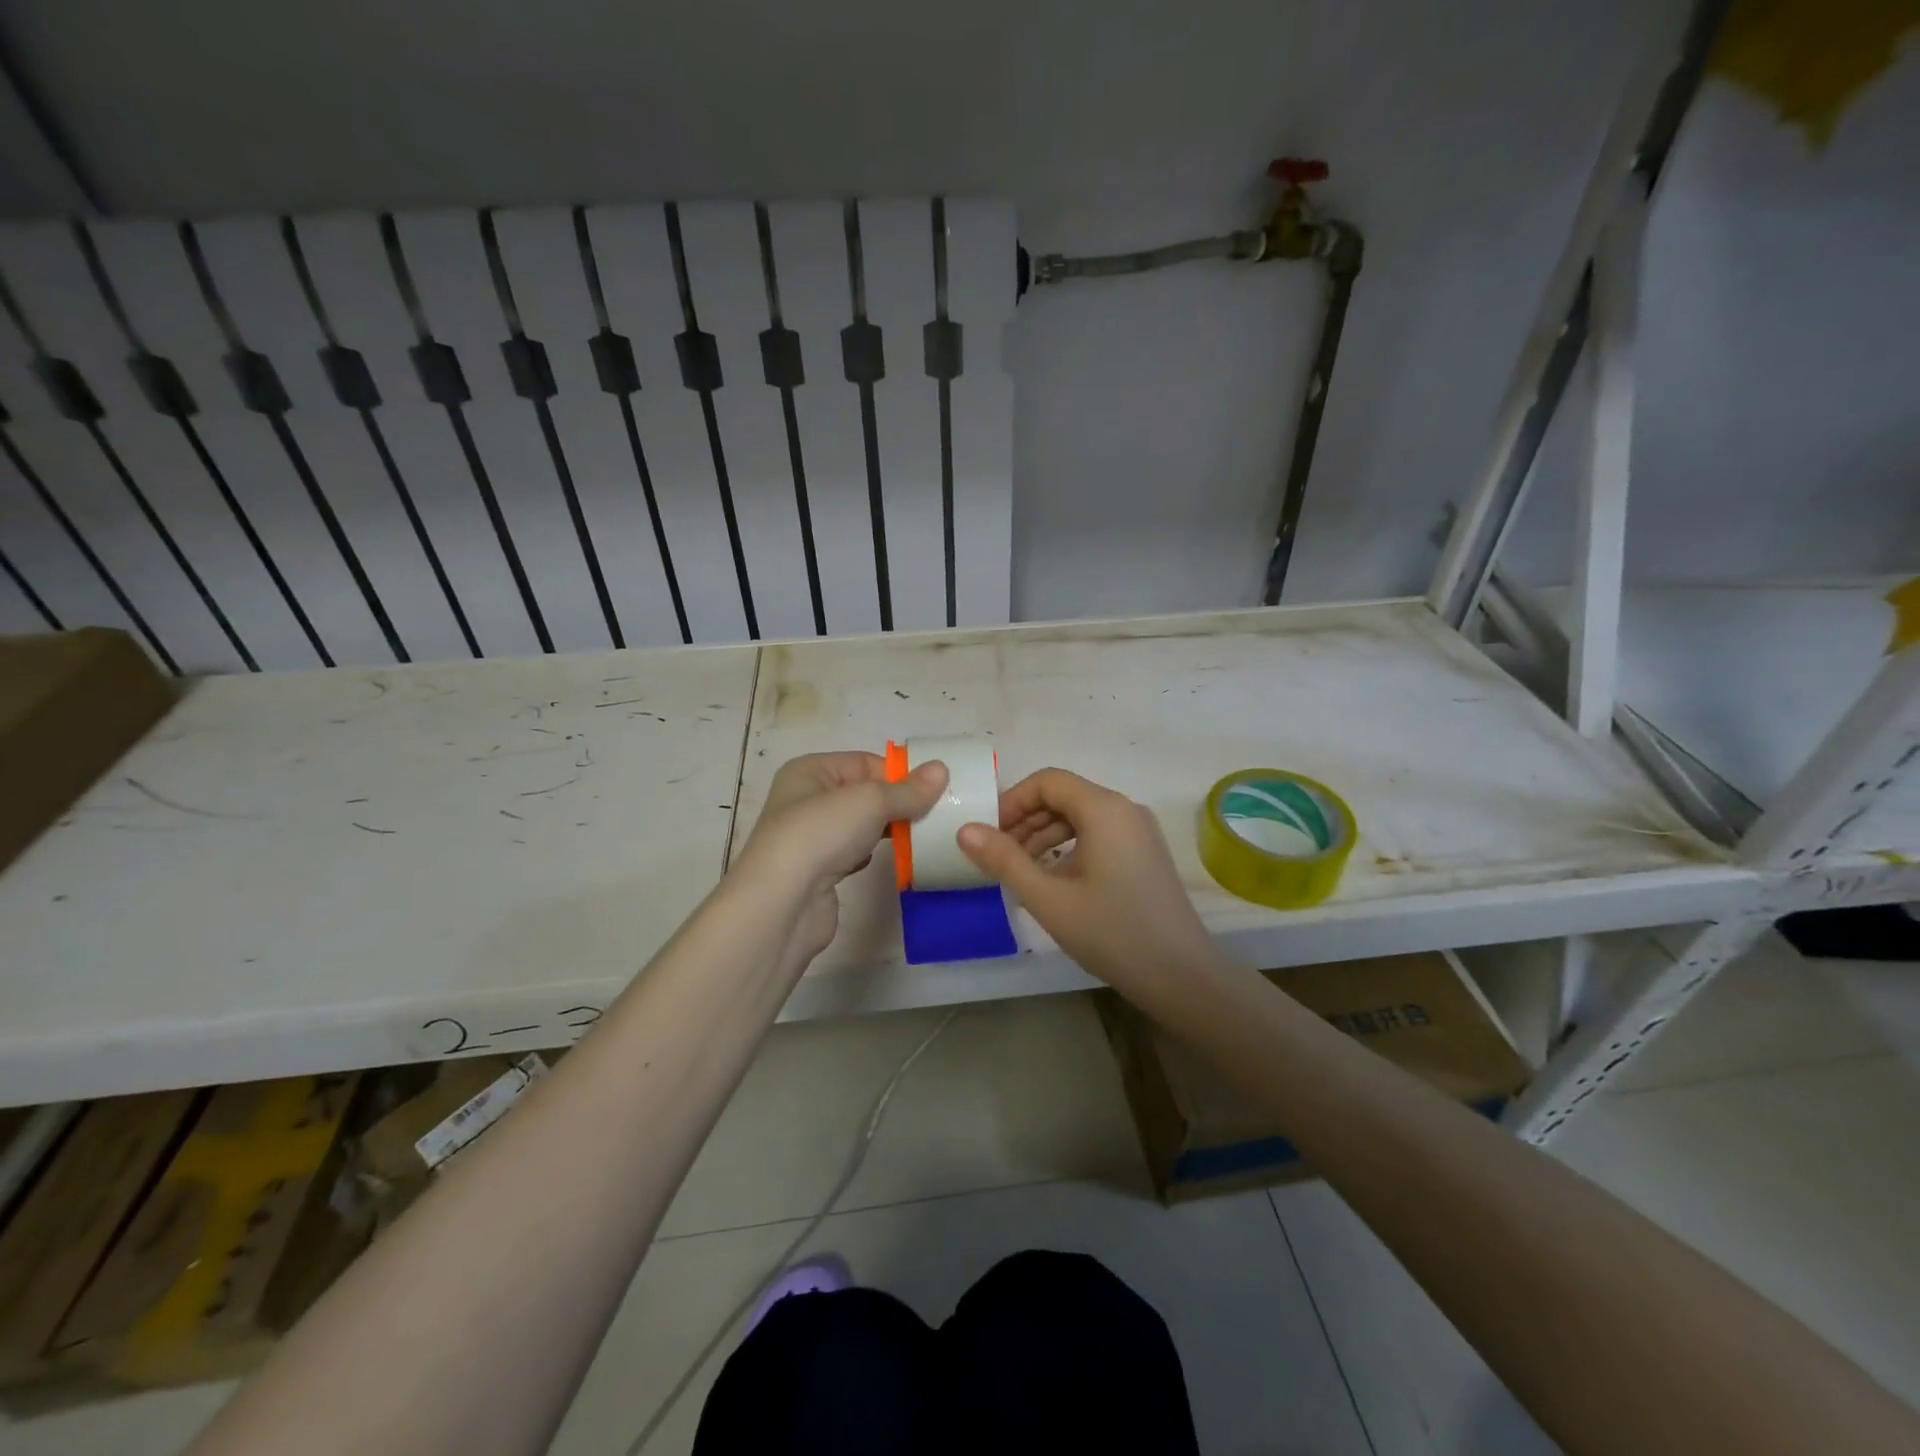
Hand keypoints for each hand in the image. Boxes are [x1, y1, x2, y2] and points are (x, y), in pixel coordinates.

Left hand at [736, 751, 947, 965]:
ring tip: (920, 836)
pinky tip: (890, 861)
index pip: (865, 762)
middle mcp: (805, 799)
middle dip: (897, 803)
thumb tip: (942, 769)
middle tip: (935, 814)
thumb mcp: (870, 801)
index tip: (934, 791)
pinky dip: (872, 854)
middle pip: (863, 793)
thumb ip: (908, 789)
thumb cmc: (821, 834)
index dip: (899, 774)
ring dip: (889, 830)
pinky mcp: (818, 871)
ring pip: (860, 824)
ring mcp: (810, 837)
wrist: (783, 903)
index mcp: (810, 771)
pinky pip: (854, 853)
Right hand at [957, 768, 1218, 993]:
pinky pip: (1099, 833)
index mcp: (1104, 809)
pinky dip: (1069, 846)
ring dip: (1045, 834)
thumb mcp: (1047, 898)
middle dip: (1026, 820)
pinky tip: (1053, 879)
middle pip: (1065, 796)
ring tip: (1020, 871)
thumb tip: (964, 830)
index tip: (988, 834)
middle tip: (998, 855)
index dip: (1012, 801)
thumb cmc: (1111, 933)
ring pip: (1081, 816)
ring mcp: (1139, 830)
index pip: (1047, 781)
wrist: (1181, 976)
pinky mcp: (1145, 852)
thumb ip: (1004, 860)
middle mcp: (1125, 808)